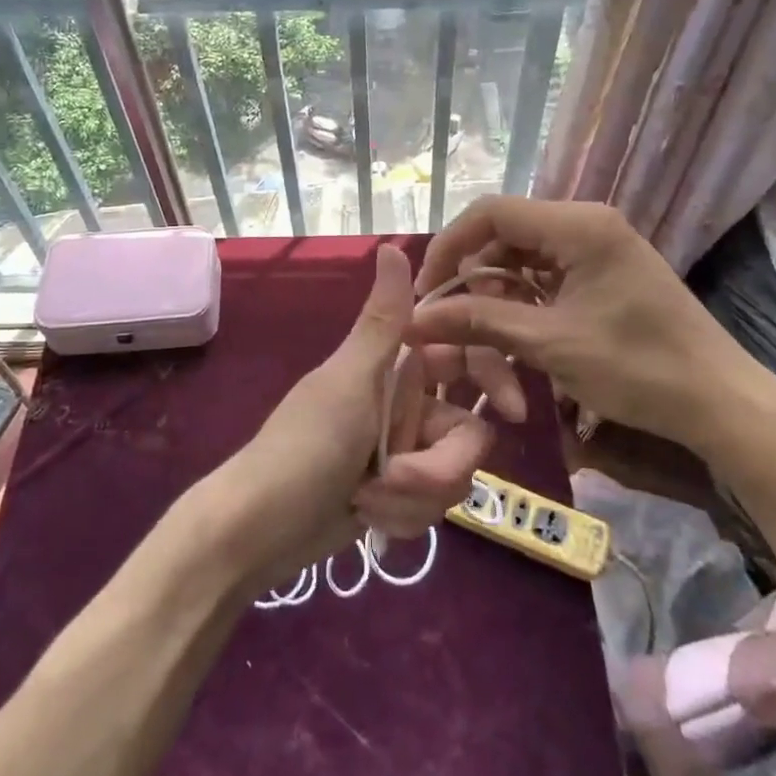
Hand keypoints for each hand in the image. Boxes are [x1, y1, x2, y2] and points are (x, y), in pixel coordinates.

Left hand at [209, 244, 523, 584]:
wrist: (260, 530)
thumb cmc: (304, 446)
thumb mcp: (349, 381)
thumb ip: (383, 320)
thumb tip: (393, 244)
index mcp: (395, 367)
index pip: (464, 358)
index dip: (495, 378)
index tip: (515, 411)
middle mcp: (406, 405)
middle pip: (467, 432)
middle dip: (438, 466)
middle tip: (395, 477)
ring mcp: (404, 452)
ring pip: (453, 475)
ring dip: (414, 496)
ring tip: (367, 501)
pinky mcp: (399, 495)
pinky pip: (432, 507)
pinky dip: (402, 517)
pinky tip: (367, 519)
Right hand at [405, 196, 775, 459]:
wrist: (720, 403)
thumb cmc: (638, 367)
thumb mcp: (550, 343)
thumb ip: (479, 321)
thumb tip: (415, 318)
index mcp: (578, 225)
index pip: (491, 213)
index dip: (450, 247)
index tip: (428, 291)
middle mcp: (585, 225)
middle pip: (504, 238)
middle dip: (473, 282)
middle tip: (451, 326)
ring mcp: (596, 249)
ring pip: (521, 262)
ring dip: (497, 300)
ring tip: (486, 345)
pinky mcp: (602, 274)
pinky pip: (545, 279)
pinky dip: (523, 306)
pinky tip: (514, 339)